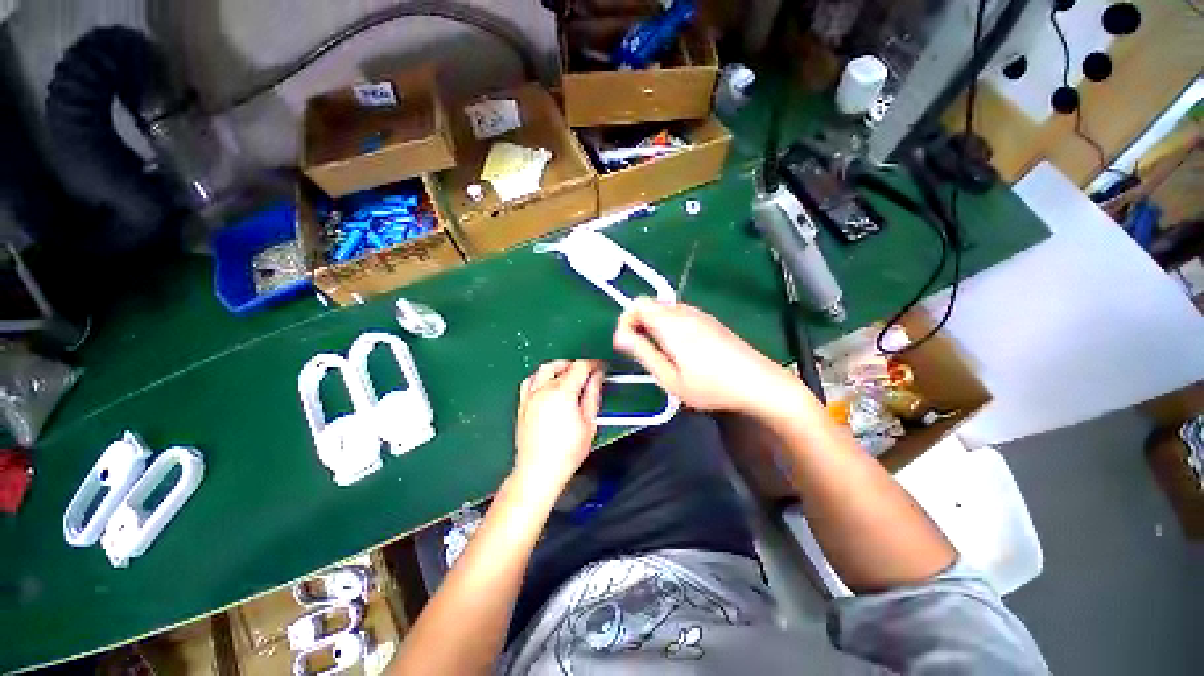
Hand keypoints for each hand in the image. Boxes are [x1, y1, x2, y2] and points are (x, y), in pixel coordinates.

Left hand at [513, 360, 604, 494]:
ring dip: (558, 367)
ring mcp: (530, 396)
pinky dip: (541, 377)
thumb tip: (596, 378)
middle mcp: (544, 390)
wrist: (538, 472)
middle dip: (576, 364)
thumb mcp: (589, 423)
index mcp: (563, 392)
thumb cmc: (566, 452)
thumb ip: (592, 395)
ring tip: (569, 375)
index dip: (593, 364)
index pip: (580, 367)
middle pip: (561, 365)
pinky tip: (547, 384)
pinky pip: (530, 382)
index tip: (600, 367)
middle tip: (588, 372)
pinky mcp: (522, 405)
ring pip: (544, 369)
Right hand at [613, 298, 799, 415]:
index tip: (627, 345)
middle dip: (639, 324)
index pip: (637, 304)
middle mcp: (684, 312)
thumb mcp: (671, 378)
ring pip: (665, 309)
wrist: (759, 383)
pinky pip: (680, 315)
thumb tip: (620, 337)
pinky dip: (669, 326)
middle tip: (642, 352)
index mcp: (671, 323)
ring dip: (654, 326)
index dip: (626, 321)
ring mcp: (699, 314)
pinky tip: (681, 350)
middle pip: (650, 304)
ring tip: (661, 354)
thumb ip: (644, 354)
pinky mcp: (710, 321)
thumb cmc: (711, 386)